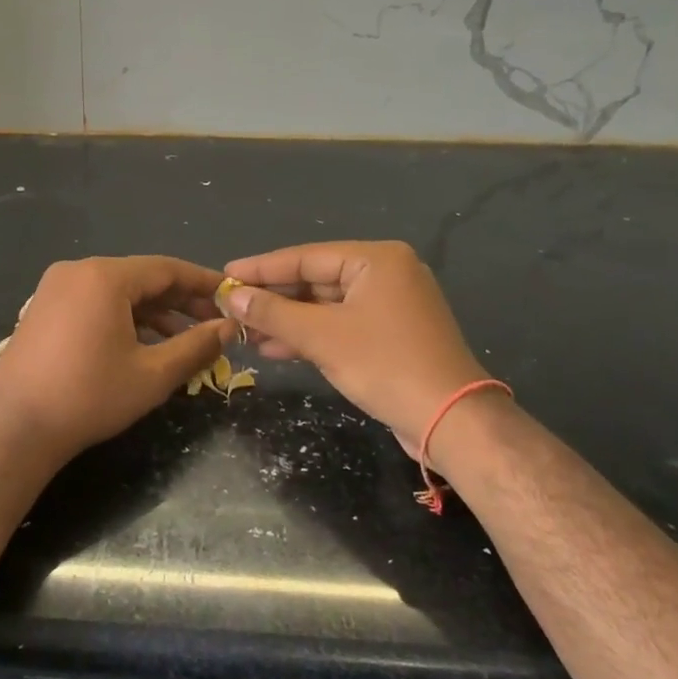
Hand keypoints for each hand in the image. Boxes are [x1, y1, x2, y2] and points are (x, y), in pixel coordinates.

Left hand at [0, 256, 233, 460]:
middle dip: (179, 300)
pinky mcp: (42, 308)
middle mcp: (78, 271)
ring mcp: (55, 288)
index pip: (166, 269)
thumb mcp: (153, 375)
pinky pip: (93, 302)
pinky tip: (143, 344)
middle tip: (213, 323)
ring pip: (117, 292)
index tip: (231, 296)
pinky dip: (122, 318)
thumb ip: (196, 346)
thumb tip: (228, 329)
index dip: (203, 282)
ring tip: (184, 340)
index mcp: (104, 276)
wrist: (16, 428)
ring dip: (152, 312)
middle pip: (141, 278)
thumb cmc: (90, 397)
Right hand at [221, 241, 489, 453]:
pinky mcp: (391, 334)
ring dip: (287, 320)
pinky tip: (276, 347)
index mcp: (376, 260)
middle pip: (315, 279)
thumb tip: (231, 295)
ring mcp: (391, 305)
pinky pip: (341, 324)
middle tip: (231, 306)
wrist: (452, 421)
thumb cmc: (385, 365)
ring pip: (326, 305)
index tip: (225, 275)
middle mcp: (386, 273)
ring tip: (247, 333)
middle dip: (273, 298)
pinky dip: (311, 335)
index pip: (305, 257)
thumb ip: (273, 312)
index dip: (261, 268)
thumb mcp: (321, 336)